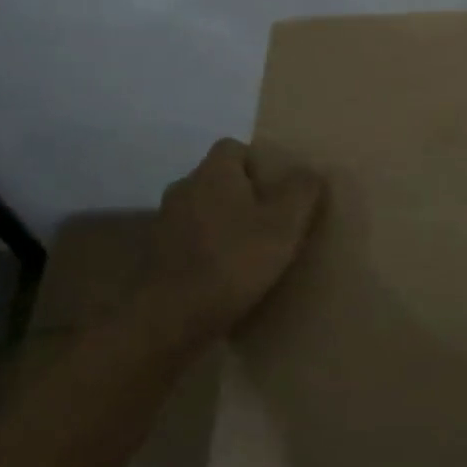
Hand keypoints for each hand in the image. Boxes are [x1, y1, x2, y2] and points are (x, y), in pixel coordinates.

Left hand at [138, 138, 324, 348]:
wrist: (169, 319)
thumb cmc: (232, 262)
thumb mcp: (284, 225)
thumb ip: (301, 191)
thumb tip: (310, 171)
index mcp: (213, 172)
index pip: (235, 148)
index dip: (259, 164)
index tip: (279, 191)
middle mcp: (184, 187)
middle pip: (219, 179)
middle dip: (243, 195)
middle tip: (271, 222)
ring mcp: (164, 222)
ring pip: (203, 211)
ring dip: (223, 224)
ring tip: (249, 252)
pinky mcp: (155, 255)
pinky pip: (189, 240)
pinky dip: (206, 250)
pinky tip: (224, 276)